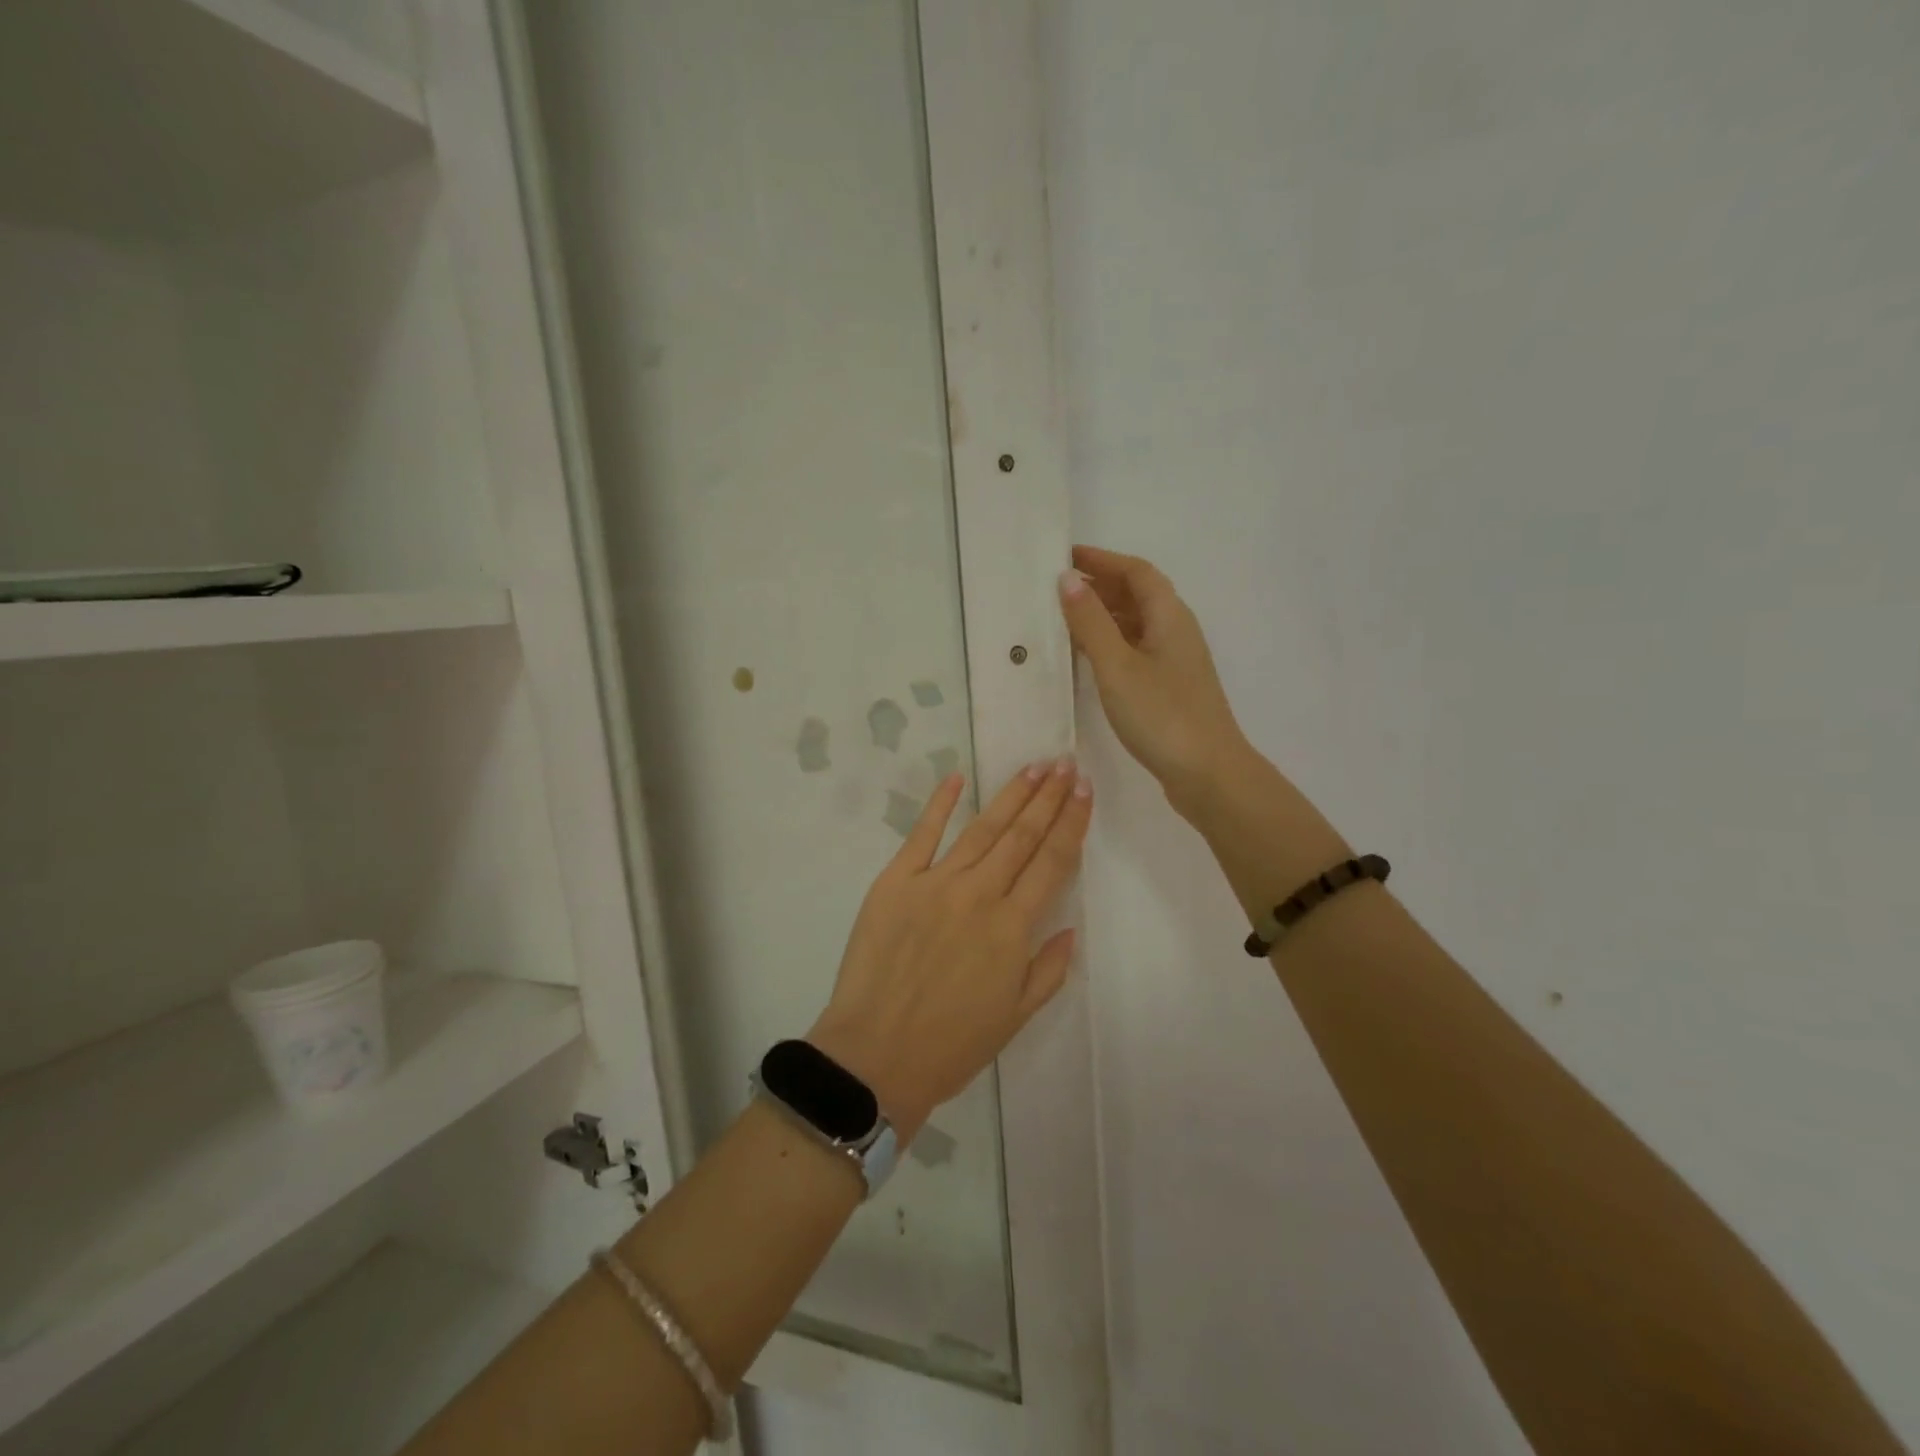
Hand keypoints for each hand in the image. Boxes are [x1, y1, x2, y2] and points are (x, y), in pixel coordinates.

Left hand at [809, 760, 1090, 1139]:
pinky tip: (956, 778)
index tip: (1085, 790)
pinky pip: (922, 835)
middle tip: (1065, 763)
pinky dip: (940, 805)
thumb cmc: (951, 1044)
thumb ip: (1048, 969)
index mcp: (1013, 927)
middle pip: (1021, 835)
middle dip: (1048, 796)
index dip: (1072, 822)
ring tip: (1033, 767)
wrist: (875, 1055)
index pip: (1052, 861)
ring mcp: (935, 883)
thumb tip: (1070, 928)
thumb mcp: (1016, 1016)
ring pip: (982, 829)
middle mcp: (980, 893)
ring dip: (1010, 795)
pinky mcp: (895, 882)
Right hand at [1058, 545, 1252, 811]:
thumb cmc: (1161, 714)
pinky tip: (1087, 658)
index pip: (1136, 572)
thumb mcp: (1117, 665)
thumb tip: (1068, 579)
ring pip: (1136, 624)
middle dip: (1100, 585)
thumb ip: (1091, 622)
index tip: (1065, 557)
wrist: (1208, 773)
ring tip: (1064, 618)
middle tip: (1056, 587)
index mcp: (1169, 616)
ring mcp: (1174, 661)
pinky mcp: (1169, 687)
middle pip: (1138, 595)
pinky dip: (1110, 643)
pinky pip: (1135, 649)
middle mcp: (1175, 631)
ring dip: (1103, 615)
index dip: (1102, 560)